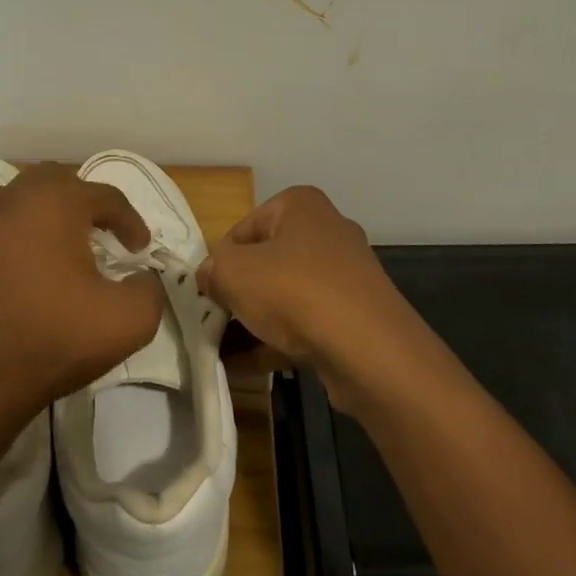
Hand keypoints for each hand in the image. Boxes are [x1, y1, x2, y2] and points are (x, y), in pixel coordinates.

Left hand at [0, 165, 166, 425]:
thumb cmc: (51, 342)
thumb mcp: (128, 322)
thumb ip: (148, 288)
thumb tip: (140, 277)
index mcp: (52, 204)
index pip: (104, 196)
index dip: (129, 220)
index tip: (139, 249)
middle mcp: (5, 201)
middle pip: (51, 181)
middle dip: (79, 201)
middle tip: (95, 234)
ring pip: (8, 201)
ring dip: (34, 217)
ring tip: (47, 251)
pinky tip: (5, 278)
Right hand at [197, 186, 418, 410]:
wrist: (369, 350)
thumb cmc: (295, 291)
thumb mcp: (234, 273)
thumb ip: (212, 269)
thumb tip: (209, 276)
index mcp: (301, 206)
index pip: (243, 228)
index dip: (220, 260)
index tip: (207, 290)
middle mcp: (327, 232)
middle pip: (266, 262)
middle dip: (238, 292)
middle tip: (213, 320)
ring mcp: (344, 277)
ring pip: (285, 296)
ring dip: (253, 321)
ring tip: (221, 350)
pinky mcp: (353, 317)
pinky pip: (304, 325)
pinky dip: (275, 343)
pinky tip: (244, 369)